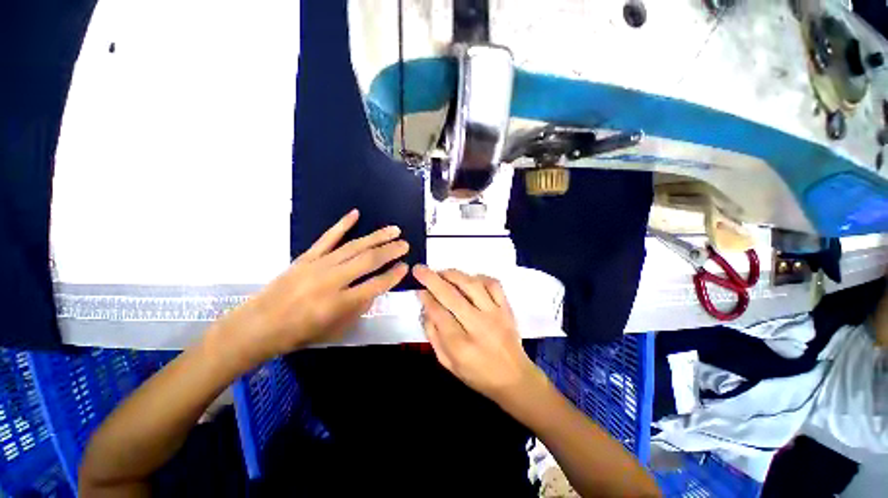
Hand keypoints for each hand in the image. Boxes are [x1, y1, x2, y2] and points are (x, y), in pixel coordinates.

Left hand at [216, 210, 408, 365]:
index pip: (376, 284)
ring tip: (394, 230)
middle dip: (391, 251)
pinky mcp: (306, 257)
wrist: (258, 325)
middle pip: (368, 260)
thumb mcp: (336, 329)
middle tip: (406, 244)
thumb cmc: (300, 333)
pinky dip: (342, 224)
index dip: (394, 275)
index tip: (406, 267)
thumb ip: (359, 307)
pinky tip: (355, 213)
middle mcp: (332, 281)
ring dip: (377, 237)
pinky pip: (328, 237)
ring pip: (354, 246)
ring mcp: (318, 265)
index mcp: (340, 303)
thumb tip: (376, 287)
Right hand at [413, 265, 541, 403]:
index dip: (426, 298)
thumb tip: (425, 309)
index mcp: (461, 346)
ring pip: (472, 285)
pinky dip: (479, 277)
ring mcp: (495, 314)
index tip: (418, 289)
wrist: (514, 378)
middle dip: (432, 279)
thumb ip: (433, 336)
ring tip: (442, 272)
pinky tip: (469, 278)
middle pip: (452, 296)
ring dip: (453, 275)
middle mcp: (478, 326)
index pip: (438, 313)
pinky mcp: (507, 308)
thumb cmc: (477, 374)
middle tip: (420, 269)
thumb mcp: (448, 363)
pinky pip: (493, 284)